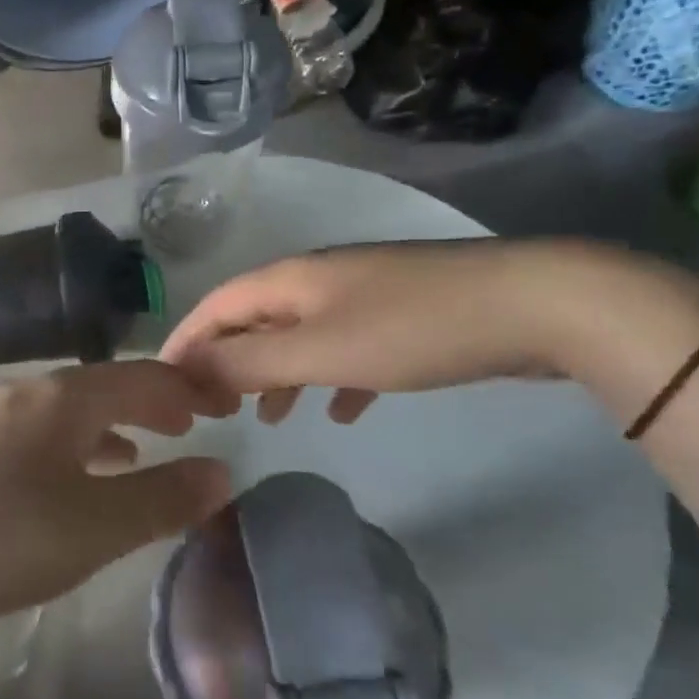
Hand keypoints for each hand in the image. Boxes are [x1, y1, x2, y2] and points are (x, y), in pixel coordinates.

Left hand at [0, 361, 233, 633]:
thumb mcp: (91, 527)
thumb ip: (160, 500)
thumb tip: (222, 472)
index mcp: (60, 398)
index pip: (139, 376)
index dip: (185, 388)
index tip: (221, 404)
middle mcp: (23, 394)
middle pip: (101, 387)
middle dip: (148, 403)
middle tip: (188, 423)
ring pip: (66, 412)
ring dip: (109, 426)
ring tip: (141, 450)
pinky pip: (36, 434)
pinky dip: (70, 447)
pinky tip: (69, 479)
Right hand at [159, 239, 590, 424]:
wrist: (534, 304)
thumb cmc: (413, 328)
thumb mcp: (320, 350)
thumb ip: (249, 362)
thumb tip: (188, 370)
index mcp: (290, 279)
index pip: (216, 305)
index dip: (185, 341)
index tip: (163, 384)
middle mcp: (318, 280)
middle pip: (254, 319)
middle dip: (229, 361)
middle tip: (214, 407)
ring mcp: (363, 295)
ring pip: (300, 336)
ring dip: (278, 375)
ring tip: (271, 419)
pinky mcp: (402, 316)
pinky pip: (348, 348)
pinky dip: (332, 378)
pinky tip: (342, 410)